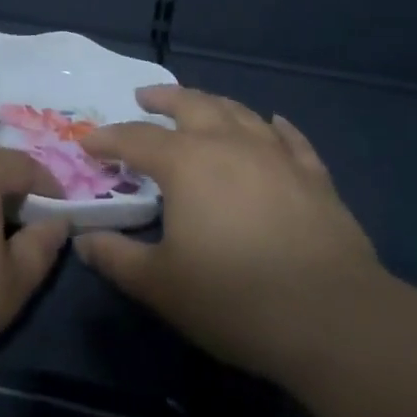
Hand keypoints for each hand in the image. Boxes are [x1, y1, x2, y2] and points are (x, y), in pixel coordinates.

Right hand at [74, 84, 381, 378]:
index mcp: (184, 163)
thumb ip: (117, 258)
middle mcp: (226, 143)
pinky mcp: (313, 175)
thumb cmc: (235, 298)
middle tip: (144, 98)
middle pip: (189, 104)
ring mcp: (274, 154)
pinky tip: (273, 122)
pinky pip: (290, 138)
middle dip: (162, 98)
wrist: (334, 319)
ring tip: (199, 104)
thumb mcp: (161, 285)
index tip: (88, 143)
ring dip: (212, 103)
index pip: (134, 139)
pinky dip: (276, 126)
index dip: (107, 139)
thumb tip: (83, 240)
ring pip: (237, 111)